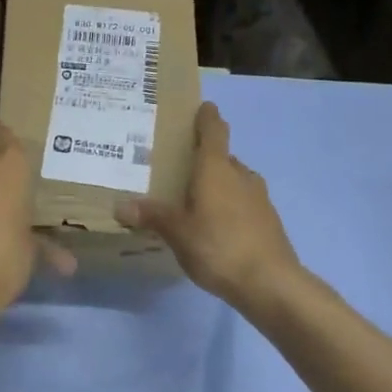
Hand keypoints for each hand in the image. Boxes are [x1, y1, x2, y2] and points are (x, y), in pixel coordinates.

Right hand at [117, 102, 303, 316]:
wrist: (271, 284)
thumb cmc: (219, 246)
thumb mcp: (177, 232)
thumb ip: (152, 216)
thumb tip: (120, 206)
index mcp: (216, 168)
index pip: (213, 130)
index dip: (207, 117)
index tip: (202, 107)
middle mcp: (240, 175)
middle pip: (222, 157)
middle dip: (204, 159)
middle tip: (179, 166)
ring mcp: (259, 198)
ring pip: (234, 180)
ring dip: (218, 183)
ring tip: (194, 198)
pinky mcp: (268, 221)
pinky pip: (243, 202)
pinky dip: (229, 205)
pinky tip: (215, 226)